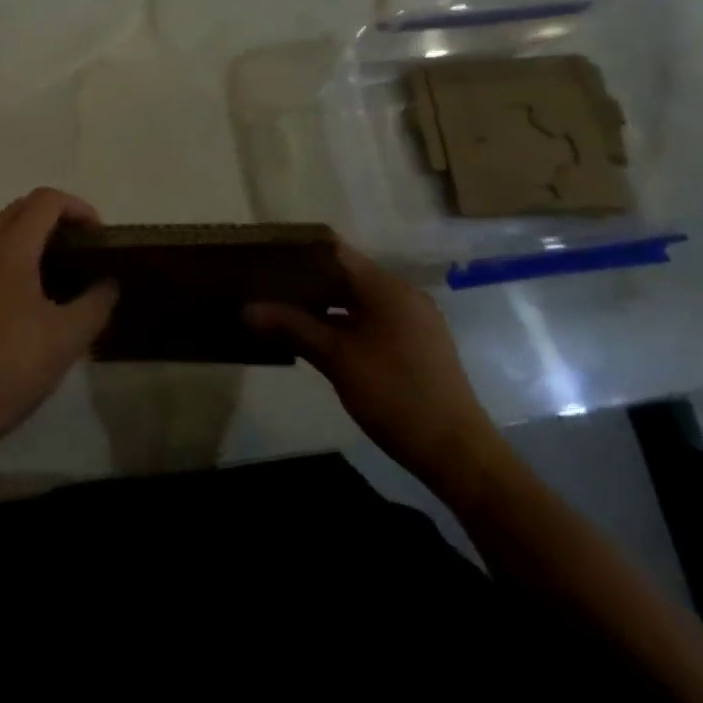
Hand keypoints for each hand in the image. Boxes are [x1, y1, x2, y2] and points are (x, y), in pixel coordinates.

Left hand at [0, 188, 118, 461]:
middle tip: (84, 251)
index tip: (100, 237)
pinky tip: (26, 300)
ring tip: (60, 275)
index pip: (46, 200)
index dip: (79, 208)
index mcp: (7, 249)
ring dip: (32, 239)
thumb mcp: (66, 340)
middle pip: (21, 209)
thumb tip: (109, 283)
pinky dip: (12, 259)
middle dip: (57, 220)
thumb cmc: (6, 369)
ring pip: (0, 233)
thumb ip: (96, 303)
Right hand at [246, 246, 506, 501]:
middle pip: (345, 274)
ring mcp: (412, 319)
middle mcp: (402, 294)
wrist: (457, 451)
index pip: (335, 251)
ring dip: (323, 303)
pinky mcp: (415, 343)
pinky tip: (316, 335)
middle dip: (305, 280)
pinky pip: (371, 318)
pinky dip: (343, 321)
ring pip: (357, 298)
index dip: (298, 251)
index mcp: (386, 287)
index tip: (264, 256)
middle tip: (264, 285)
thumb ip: (293, 328)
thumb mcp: (337, 360)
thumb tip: (246, 309)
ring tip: (281, 308)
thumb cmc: (395, 395)